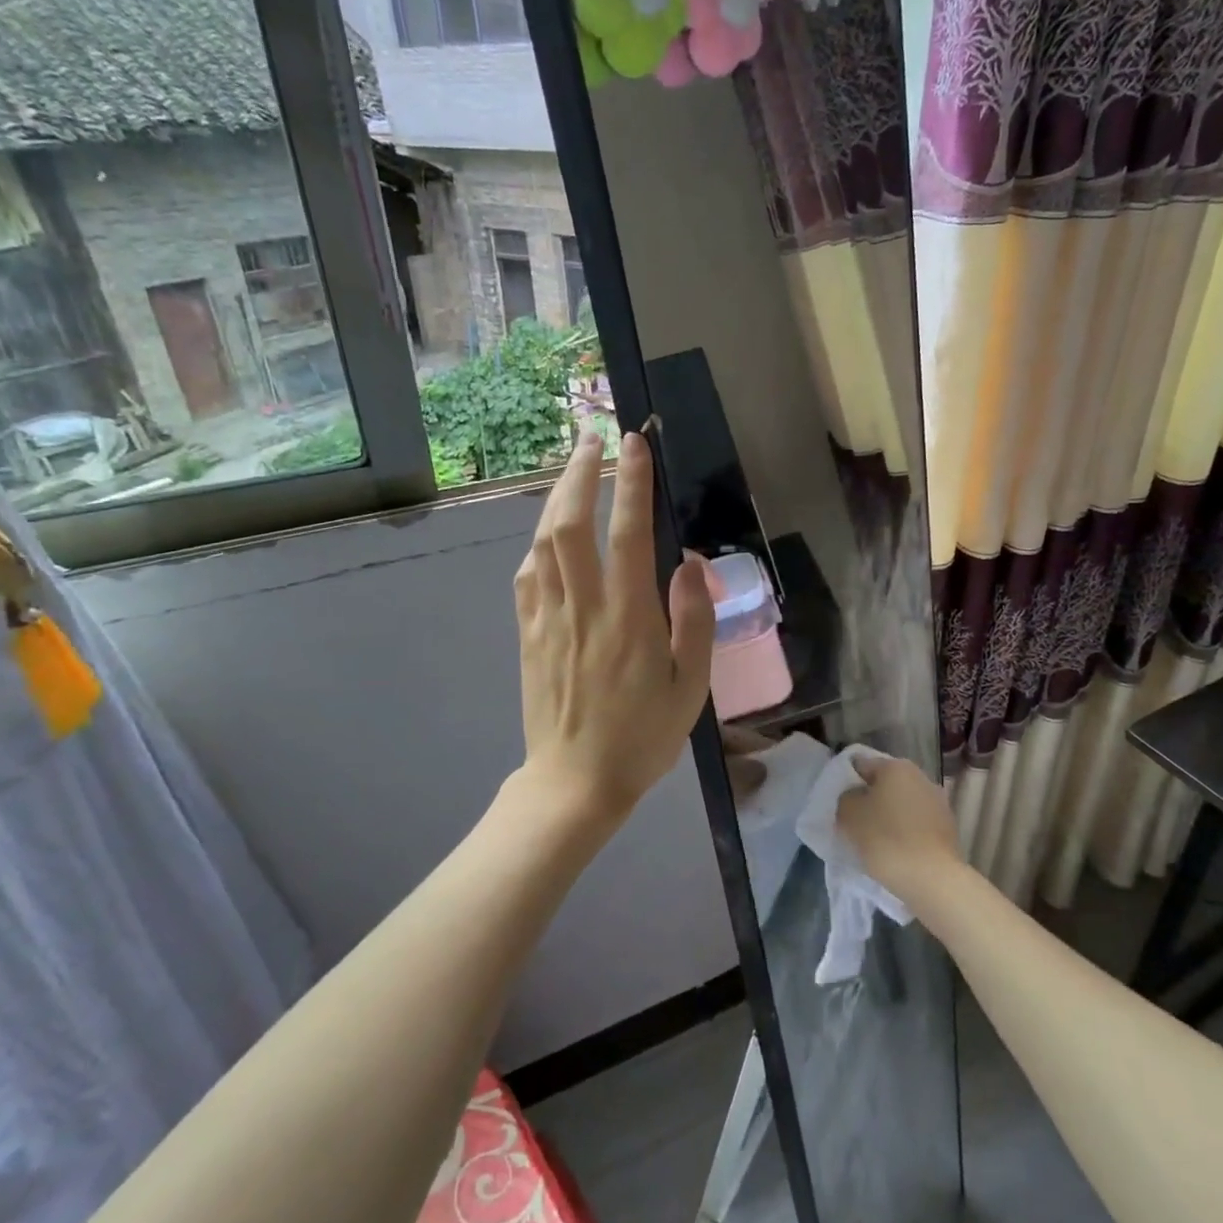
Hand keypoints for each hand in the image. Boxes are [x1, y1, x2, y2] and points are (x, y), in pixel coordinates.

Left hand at [510, 429, 714, 829]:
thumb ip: (694, 621)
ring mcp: (547, 619)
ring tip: (573, 470)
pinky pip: (527, 575)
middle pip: (570, 522)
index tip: (634, 443)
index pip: (627, 532)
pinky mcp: (527, 635)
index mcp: (629, 618)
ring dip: (556, 497)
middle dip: (580, 472)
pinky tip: (549, 534)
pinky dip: (538, 542)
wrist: (575, 784)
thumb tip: (691, 564)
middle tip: (592, 438)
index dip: (630, 482)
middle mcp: (583, 607)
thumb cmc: (643, 737)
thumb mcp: (691, 687)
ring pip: (543, 542)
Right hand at [837, 755, 959, 901]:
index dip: (847, 782)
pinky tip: (895, 852)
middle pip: (884, 785)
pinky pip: (916, 825)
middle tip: (853, 823)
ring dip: (888, 817)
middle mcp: (920, 777)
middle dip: (869, 800)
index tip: (838, 803)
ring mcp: (938, 803)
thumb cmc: (886, 839)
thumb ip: (846, 797)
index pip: (861, 765)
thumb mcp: (849, 813)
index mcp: (896, 766)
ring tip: (873, 841)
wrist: (933, 880)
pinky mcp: (947, 829)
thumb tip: (854, 797)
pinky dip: (904, 833)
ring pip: (902, 805)